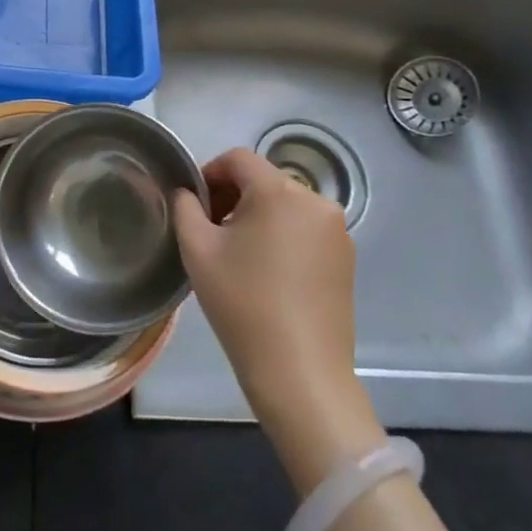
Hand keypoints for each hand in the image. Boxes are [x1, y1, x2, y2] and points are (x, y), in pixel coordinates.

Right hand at [171, 149, 383, 488]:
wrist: (299, 372)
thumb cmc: (242, 303)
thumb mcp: (197, 249)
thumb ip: (185, 207)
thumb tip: (188, 192)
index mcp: (280, 192)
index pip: (239, 159)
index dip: (209, 172)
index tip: (193, 204)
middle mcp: (316, 202)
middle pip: (264, 180)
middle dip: (232, 196)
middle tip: (209, 230)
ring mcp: (337, 231)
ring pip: (285, 205)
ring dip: (257, 216)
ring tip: (237, 254)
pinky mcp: (346, 259)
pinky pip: (305, 229)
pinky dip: (281, 236)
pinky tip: (266, 272)